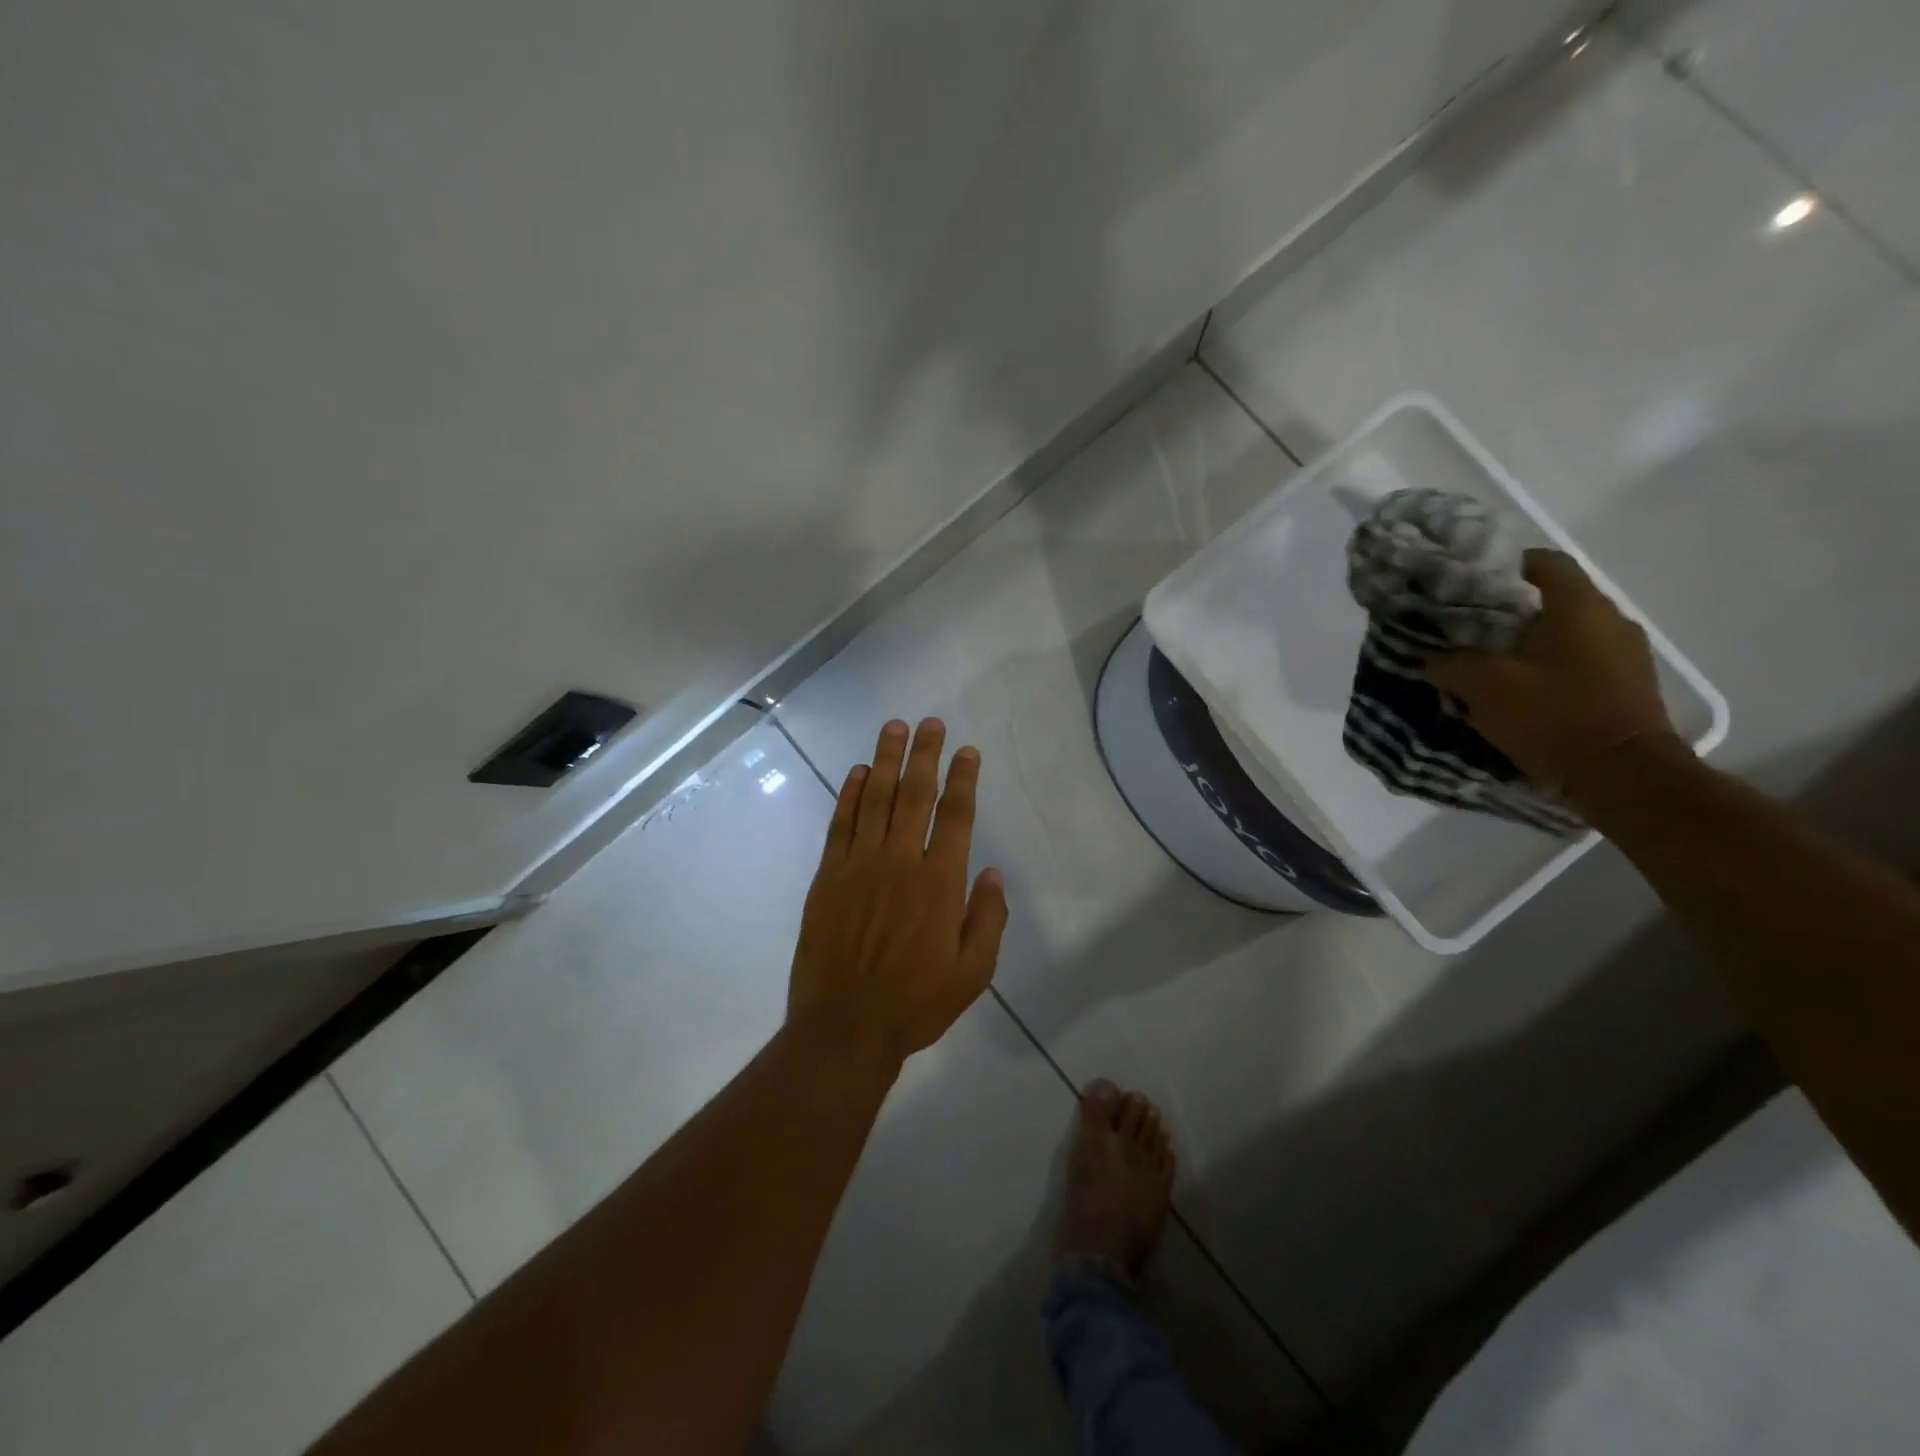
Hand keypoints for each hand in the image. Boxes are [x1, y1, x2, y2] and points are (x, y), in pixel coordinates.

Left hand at [788, 718, 1008, 1066]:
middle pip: (914, 794)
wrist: (845, 1027)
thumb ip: (988, 919)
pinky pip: (840, 824)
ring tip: (893, 728)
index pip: (956, 816)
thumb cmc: (916, 1003)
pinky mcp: (828, 876)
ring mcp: (859, 865)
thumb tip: (991, 872)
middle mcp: (900, 862)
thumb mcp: (973, 974)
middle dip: (925, 754)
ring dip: (885, 759)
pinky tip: (856, 772)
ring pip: (874, 798)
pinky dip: (848, 794)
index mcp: (939, 883)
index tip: (968, 751)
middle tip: (930, 723)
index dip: (963, 778)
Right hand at [1424, 550, 1680, 792]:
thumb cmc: (1554, 717)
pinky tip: (1519, 688)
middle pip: (1554, 599)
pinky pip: (1579, 659)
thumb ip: (1452, 664)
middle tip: (1467, 627)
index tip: (1471, 582)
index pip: (1545, 563)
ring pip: (1565, 632)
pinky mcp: (1626, 683)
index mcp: (1579, 608)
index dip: (1507, 565)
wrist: (1622, 776)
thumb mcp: (1484, 687)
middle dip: (1509, 610)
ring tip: (1488, 661)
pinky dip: (1547, 665)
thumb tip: (1432, 657)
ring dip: (1528, 641)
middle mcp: (1609, 620)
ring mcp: (1625, 653)